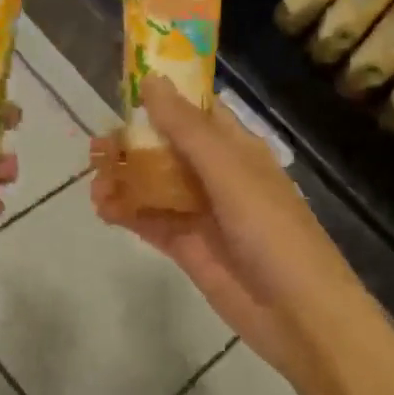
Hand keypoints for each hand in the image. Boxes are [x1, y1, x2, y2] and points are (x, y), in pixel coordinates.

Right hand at [90, 76, 376, 385]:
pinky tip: (103, 209)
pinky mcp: (186, 246)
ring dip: (124, 179)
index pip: (196, 111)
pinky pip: (150, 220)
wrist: (298, 314)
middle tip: (96, 147)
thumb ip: (188, 130)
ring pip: (153, 184)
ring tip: (95, 183)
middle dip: (132, 143)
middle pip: (166, 147)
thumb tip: (151, 80)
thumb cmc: (272, 231)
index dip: (162, 97)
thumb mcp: (230, 173)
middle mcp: (216, 174)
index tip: (122, 89)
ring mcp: (200, 212)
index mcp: (236, 149)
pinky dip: (126, 212)